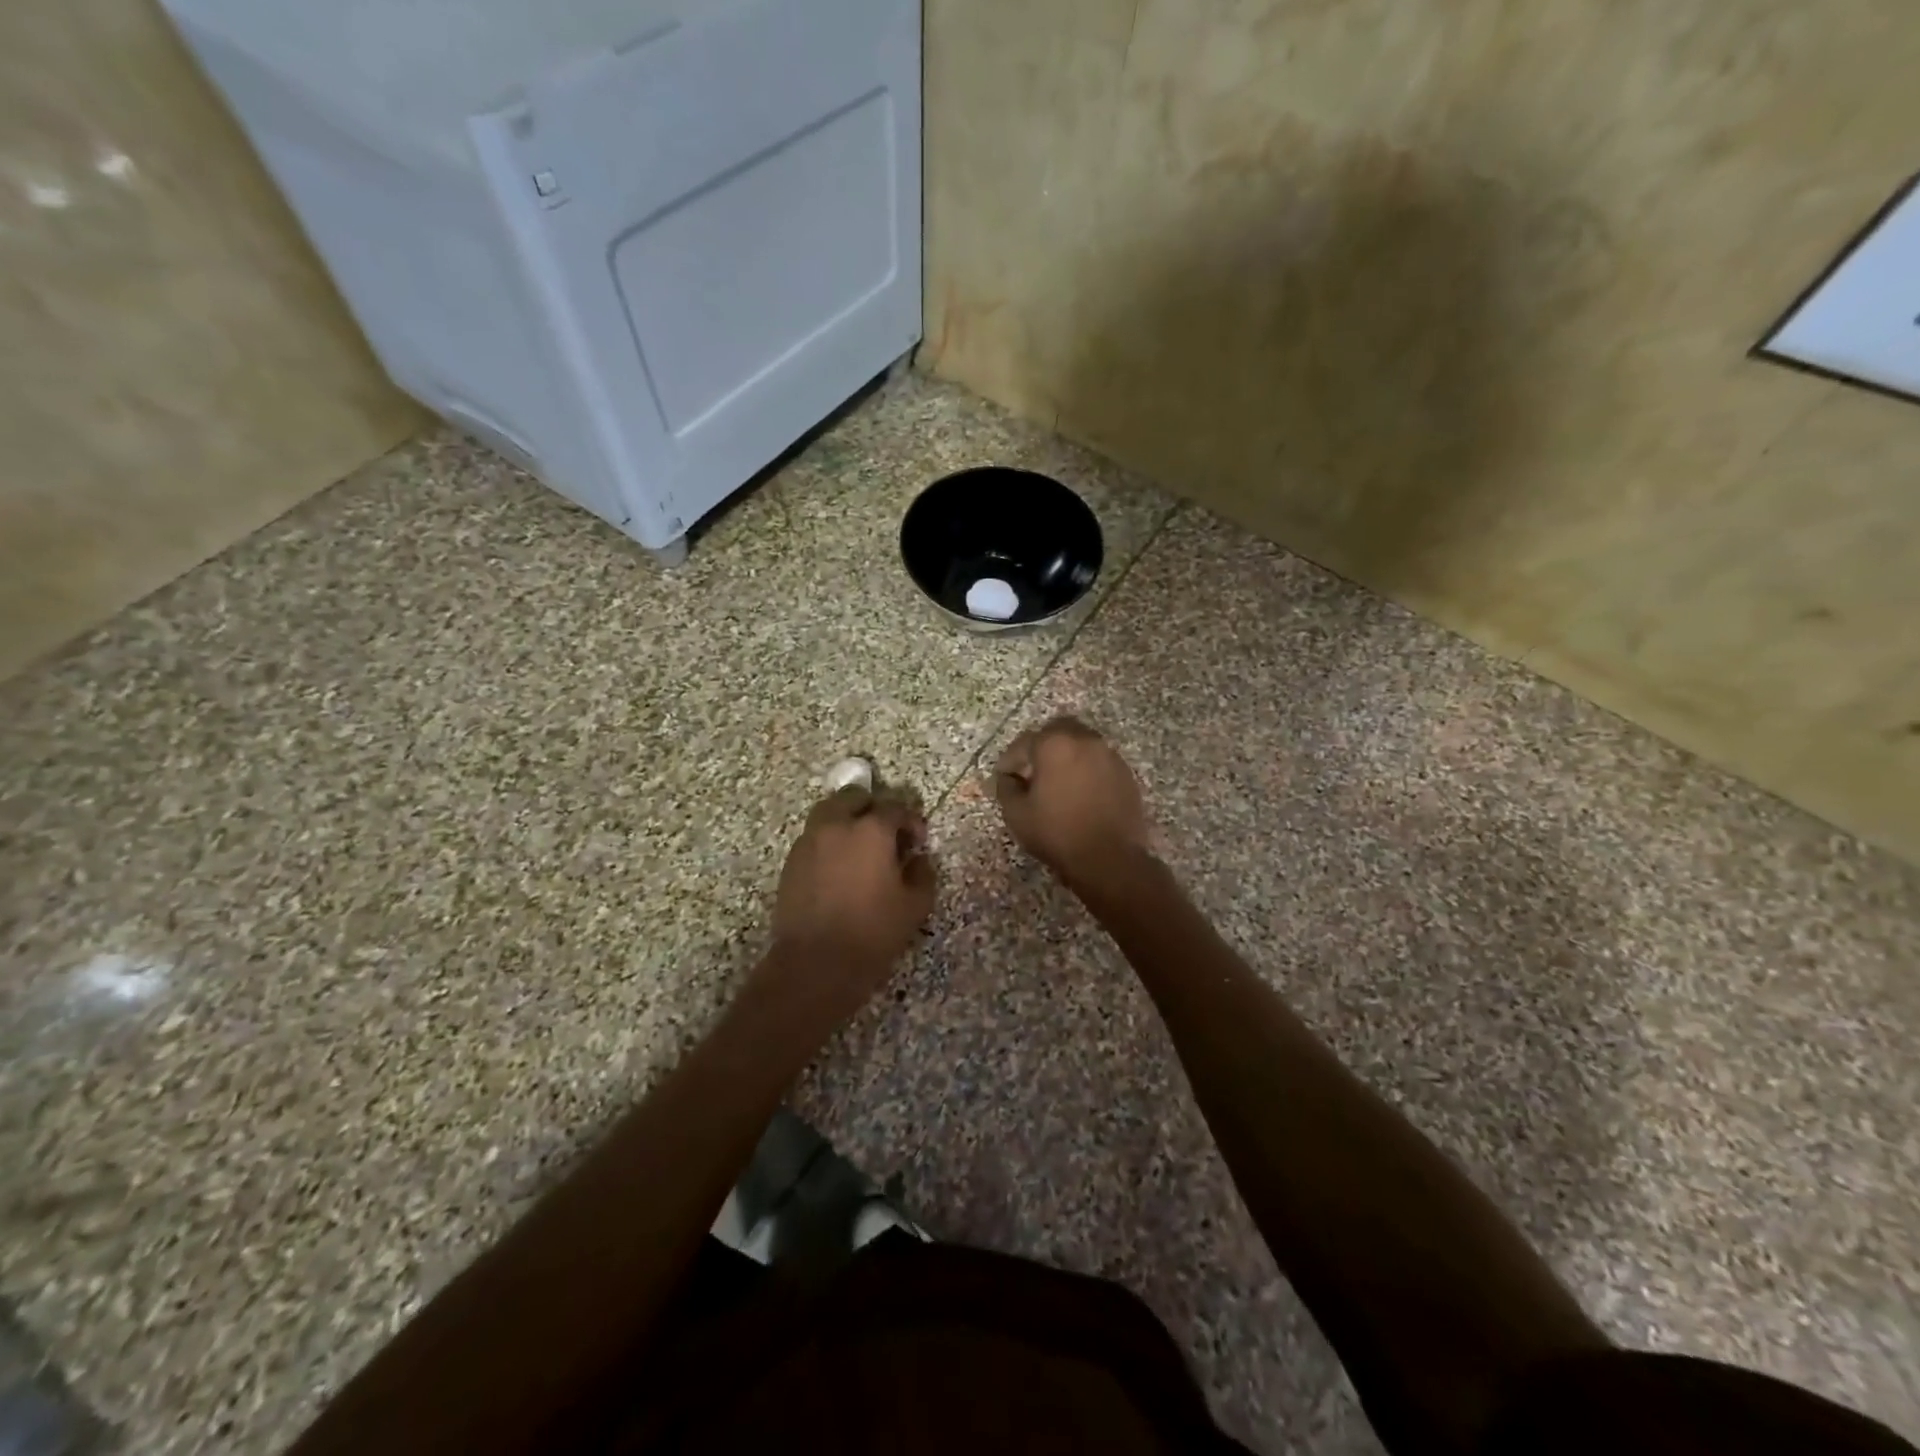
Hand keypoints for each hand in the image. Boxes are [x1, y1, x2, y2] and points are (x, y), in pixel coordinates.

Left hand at [770, 785, 935, 1013]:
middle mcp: (837, 825)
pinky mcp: (791, 861)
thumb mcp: (914, 906)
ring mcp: (809, 841)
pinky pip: (813, 837)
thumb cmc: (872, 932)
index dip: (911, 821)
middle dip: (872, 808)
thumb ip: (922, 874)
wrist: (815, 963)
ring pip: (828, 812)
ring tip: (858, 848)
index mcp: (871, 830)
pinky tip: (838, 869)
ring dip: (846, 820)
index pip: (895, 808)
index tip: (917, 842)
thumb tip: (918, 860)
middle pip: (854, 797)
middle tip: (885, 834)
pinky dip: (829, 841)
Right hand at [993, 717, 1152, 890]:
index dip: (1010, 760)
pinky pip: (1099, 761)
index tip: (1004, 777)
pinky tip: (1080, 792)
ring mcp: (1109, 755)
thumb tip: (1008, 777)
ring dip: (1066, 756)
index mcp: (1054, 744)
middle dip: (1040, 747)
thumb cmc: (1057, 833)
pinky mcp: (1125, 773)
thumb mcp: (1017, 814)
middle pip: (1057, 731)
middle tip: (1032, 772)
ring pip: (1081, 744)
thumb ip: (1006, 787)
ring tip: (1057, 782)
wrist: (1109, 858)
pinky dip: (1086, 769)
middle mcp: (1084, 740)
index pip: (1024, 743)